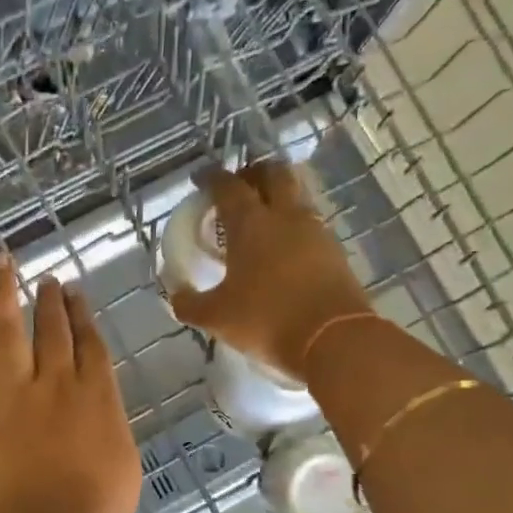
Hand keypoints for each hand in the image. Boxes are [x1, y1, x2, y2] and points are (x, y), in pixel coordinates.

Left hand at [0, 256, 141, 512]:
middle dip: (49, 300)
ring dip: (3, 294)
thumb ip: (110, 426)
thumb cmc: (96, 511)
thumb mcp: (124, 464)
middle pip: (52, 330)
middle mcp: (56, 384)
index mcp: (97, 397)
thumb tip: (98, 411)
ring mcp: (15, 396)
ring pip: (7, 333)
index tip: (75, 294)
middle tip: (46, 278)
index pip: (90, 345)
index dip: (83, 316)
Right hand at [169, 159, 373, 381]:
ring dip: (278, 197)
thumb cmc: (266, 320)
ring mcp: (316, 231)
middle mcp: (285, 216)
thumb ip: (189, 303)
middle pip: (273, 173)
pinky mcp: (335, 251)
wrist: (332, 339)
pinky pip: (310, 224)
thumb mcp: (216, 317)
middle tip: (238, 187)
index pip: (228, 186)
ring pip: (296, 196)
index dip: (211, 177)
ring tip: (261, 218)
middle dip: (253, 173)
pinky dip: (293, 226)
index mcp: (251, 223)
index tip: (200, 178)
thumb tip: (176, 295)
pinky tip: (283, 248)